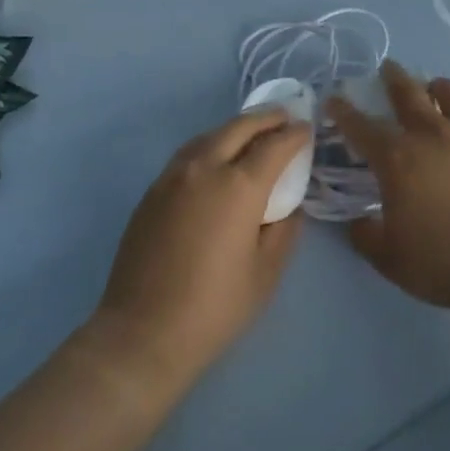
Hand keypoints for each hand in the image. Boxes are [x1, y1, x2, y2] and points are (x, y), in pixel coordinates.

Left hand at [91, 110, 308, 393]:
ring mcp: (172, 177)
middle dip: (265, 118)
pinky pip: (187, 155)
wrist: (142, 333)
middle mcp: (204, 169)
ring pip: (209, 136)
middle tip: (284, 117)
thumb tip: (288, 206)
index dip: (294, 135)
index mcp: (238, 187)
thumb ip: (284, 230)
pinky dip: (210, 146)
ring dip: (235, 129)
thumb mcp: (266, 273)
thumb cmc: (214, 308)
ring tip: (252, 134)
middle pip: (238, 128)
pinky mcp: (152, 192)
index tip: (307, 131)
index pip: (274, 146)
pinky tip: (217, 160)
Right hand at [327, 61, 449, 314]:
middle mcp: (434, 136)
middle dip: (394, 78)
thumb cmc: (442, 261)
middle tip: (388, 67)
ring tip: (436, 87)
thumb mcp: (389, 258)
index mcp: (397, 158)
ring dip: (440, 88)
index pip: (361, 127)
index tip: (334, 99)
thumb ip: (365, 236)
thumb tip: (357, 223)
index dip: (344, 112)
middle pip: (409, 94)